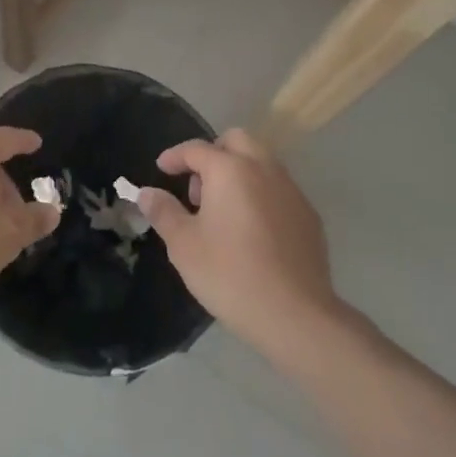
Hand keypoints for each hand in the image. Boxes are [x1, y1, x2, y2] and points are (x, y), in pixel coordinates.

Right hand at [138, 128, 337, 352]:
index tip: (161, 169)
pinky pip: (279, 189)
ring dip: (239, 171)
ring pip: (262, 162)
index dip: (174, 156)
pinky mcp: (309, 216)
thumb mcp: (183, 244)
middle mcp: (264, 169)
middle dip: (213, 153)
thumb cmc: (229, 274)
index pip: (196, 149)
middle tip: (198, 187)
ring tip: (222, 211)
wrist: (294, 315)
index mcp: (230, 170)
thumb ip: (163, 211)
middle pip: (237, 141)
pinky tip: (251, 230)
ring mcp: (292, 191)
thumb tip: (146, 193)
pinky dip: (260, 194)